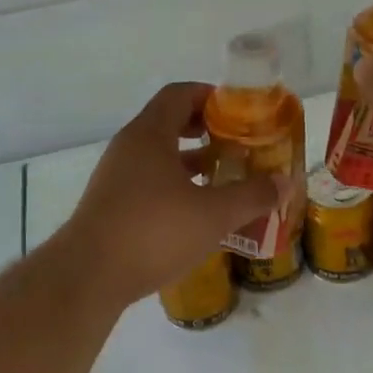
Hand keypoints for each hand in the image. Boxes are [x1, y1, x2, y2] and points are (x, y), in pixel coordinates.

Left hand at [59, 83, 287, 306]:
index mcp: (150, 134)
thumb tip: (284, 182)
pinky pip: (148, 181)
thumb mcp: (214, 214)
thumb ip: (252, 195)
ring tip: (223, 176)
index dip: (211, 96)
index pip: (180, 94)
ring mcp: (115, 177)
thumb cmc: (153, 232)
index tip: (239, 112)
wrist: (88, 277)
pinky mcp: (110, 205)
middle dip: (206, 130)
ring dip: (191, 161)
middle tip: (238, 144)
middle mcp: (128, 148)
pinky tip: (195, 211)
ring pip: (158, 156)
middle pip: (169, 122)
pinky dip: (174, 185)